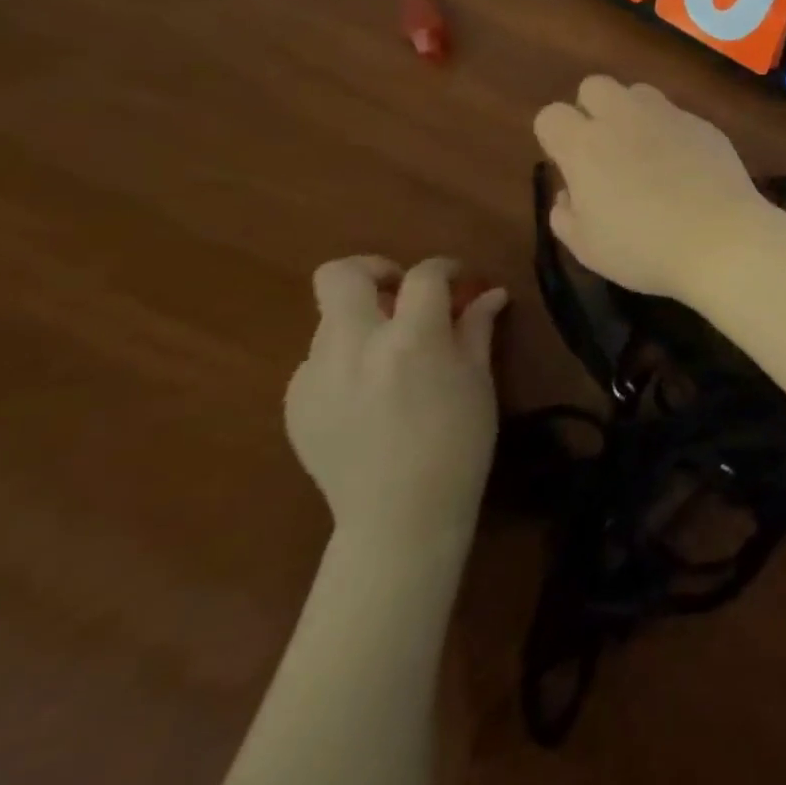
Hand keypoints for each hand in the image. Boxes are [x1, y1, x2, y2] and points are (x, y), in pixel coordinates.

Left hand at [285, 256, 508, 545]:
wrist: (400, 515)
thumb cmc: (458, 444)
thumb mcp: (478, 381)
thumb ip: (477, 328)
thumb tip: (490, 293)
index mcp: (410, 339)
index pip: (423, 275)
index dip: (445, 268)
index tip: (458, 279)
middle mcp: (355, 346)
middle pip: (341, 275)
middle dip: (374, 270)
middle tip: (401, 293)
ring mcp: (315, 375)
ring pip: (330, 320)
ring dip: (362, 321)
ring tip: (390, 356)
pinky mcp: (295, 403)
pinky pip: (318, 361)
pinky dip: (345, 360)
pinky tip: (369, 394)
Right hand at [533, 76, 771, 299]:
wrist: (723, 240)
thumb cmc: (646, 249)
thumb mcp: (589, 248)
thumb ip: (565, 216)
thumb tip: (569, 194)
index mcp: (585, 146)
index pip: (551, 116)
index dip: (556, 139)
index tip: (571, 167)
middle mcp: (624, 118)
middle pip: (595, 86)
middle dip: (593, 110)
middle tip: (606, 151)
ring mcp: (670, 116)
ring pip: (639, 93)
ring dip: (634, 114)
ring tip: (648, 154)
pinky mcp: (705, 125)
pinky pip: (679, 116)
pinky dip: (674, 133)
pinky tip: (688, 168)